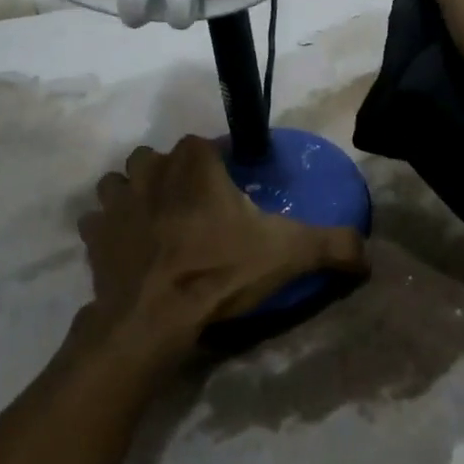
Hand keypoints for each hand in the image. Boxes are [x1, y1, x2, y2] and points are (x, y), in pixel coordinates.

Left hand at [81, 136, 368, 360]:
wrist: (153, 319)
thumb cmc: (219, 272)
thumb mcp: (287, 254)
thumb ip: (332, 245)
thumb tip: (369, 252)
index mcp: (195, 163)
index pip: (204, 144)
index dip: (216, 163)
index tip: (230, 190)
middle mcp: (152, 170)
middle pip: (160, 158)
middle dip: (172, 174)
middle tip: (193, 208)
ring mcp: (118, 201)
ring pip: (120, 181)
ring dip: (133, 194)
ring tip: (155, 222)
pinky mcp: (94, 236)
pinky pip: (95, 220)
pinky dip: (107, 229)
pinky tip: (125, 248)